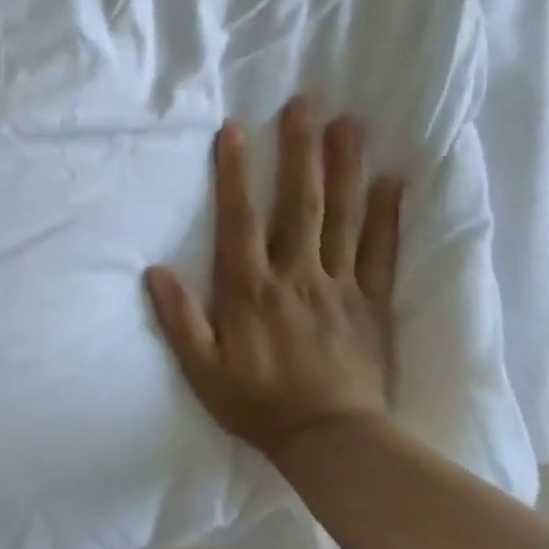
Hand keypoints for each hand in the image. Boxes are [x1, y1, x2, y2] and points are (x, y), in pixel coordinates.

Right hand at [145, 96, 402, 463]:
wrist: (334, 444)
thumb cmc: (257, 403)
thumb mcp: (202, 368)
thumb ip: (178, 318)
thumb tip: (154, 270)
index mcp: (251, 289)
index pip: (241, 219)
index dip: (235, 173)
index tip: (236, 129)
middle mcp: (296, 276)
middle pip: (300, 204)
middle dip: (300, 151)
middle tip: (306, 104)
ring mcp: (339, 287)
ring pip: (343, 218)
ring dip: (346, 168)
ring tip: (351, 124)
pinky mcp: (373, 303)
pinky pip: (382, 252)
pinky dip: (389, 215)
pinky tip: (394, 179)